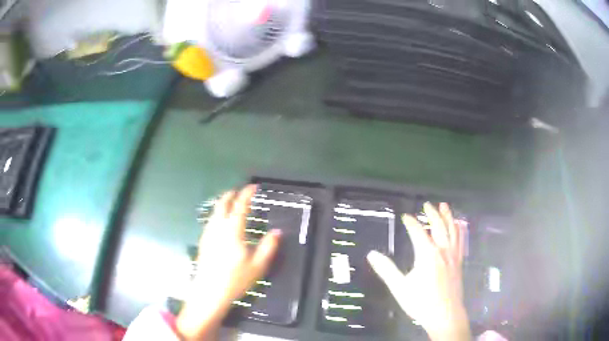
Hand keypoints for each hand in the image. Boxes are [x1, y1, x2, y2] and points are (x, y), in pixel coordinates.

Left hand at [177, 185, 281, 340]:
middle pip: (222, 204)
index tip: (253, 187)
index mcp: (233, 231)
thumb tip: (277, 232)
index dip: (247, 194)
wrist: (209, 291)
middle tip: (239, 191)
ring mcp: (208, 234)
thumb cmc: (236, 279)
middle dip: (231, 194)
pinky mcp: (203, 242)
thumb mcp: (258, 265)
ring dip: (222, 203)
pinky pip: (210, 220)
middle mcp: (218, 228)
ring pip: (214, 212)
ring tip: (230, 203)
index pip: (240, 206)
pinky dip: (217, 213)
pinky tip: (220, 221)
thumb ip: (268, 247)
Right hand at [367, 203, 469, 340]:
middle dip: (432, 213)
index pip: (418, 232)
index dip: (411, 222)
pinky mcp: (459, 262)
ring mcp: (453, 255)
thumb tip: (371, 254)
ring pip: (452, 230)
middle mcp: (442, 250)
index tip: (405, 216)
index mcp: (427, 254)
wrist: (445, 314)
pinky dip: (459, 230)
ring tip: (444, 205)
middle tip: (427, 203)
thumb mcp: (400, 287)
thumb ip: (386, 270)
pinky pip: (460, 241)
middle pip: (438, 226)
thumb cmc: (421, 302)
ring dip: (448, 216)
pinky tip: (458, 225)